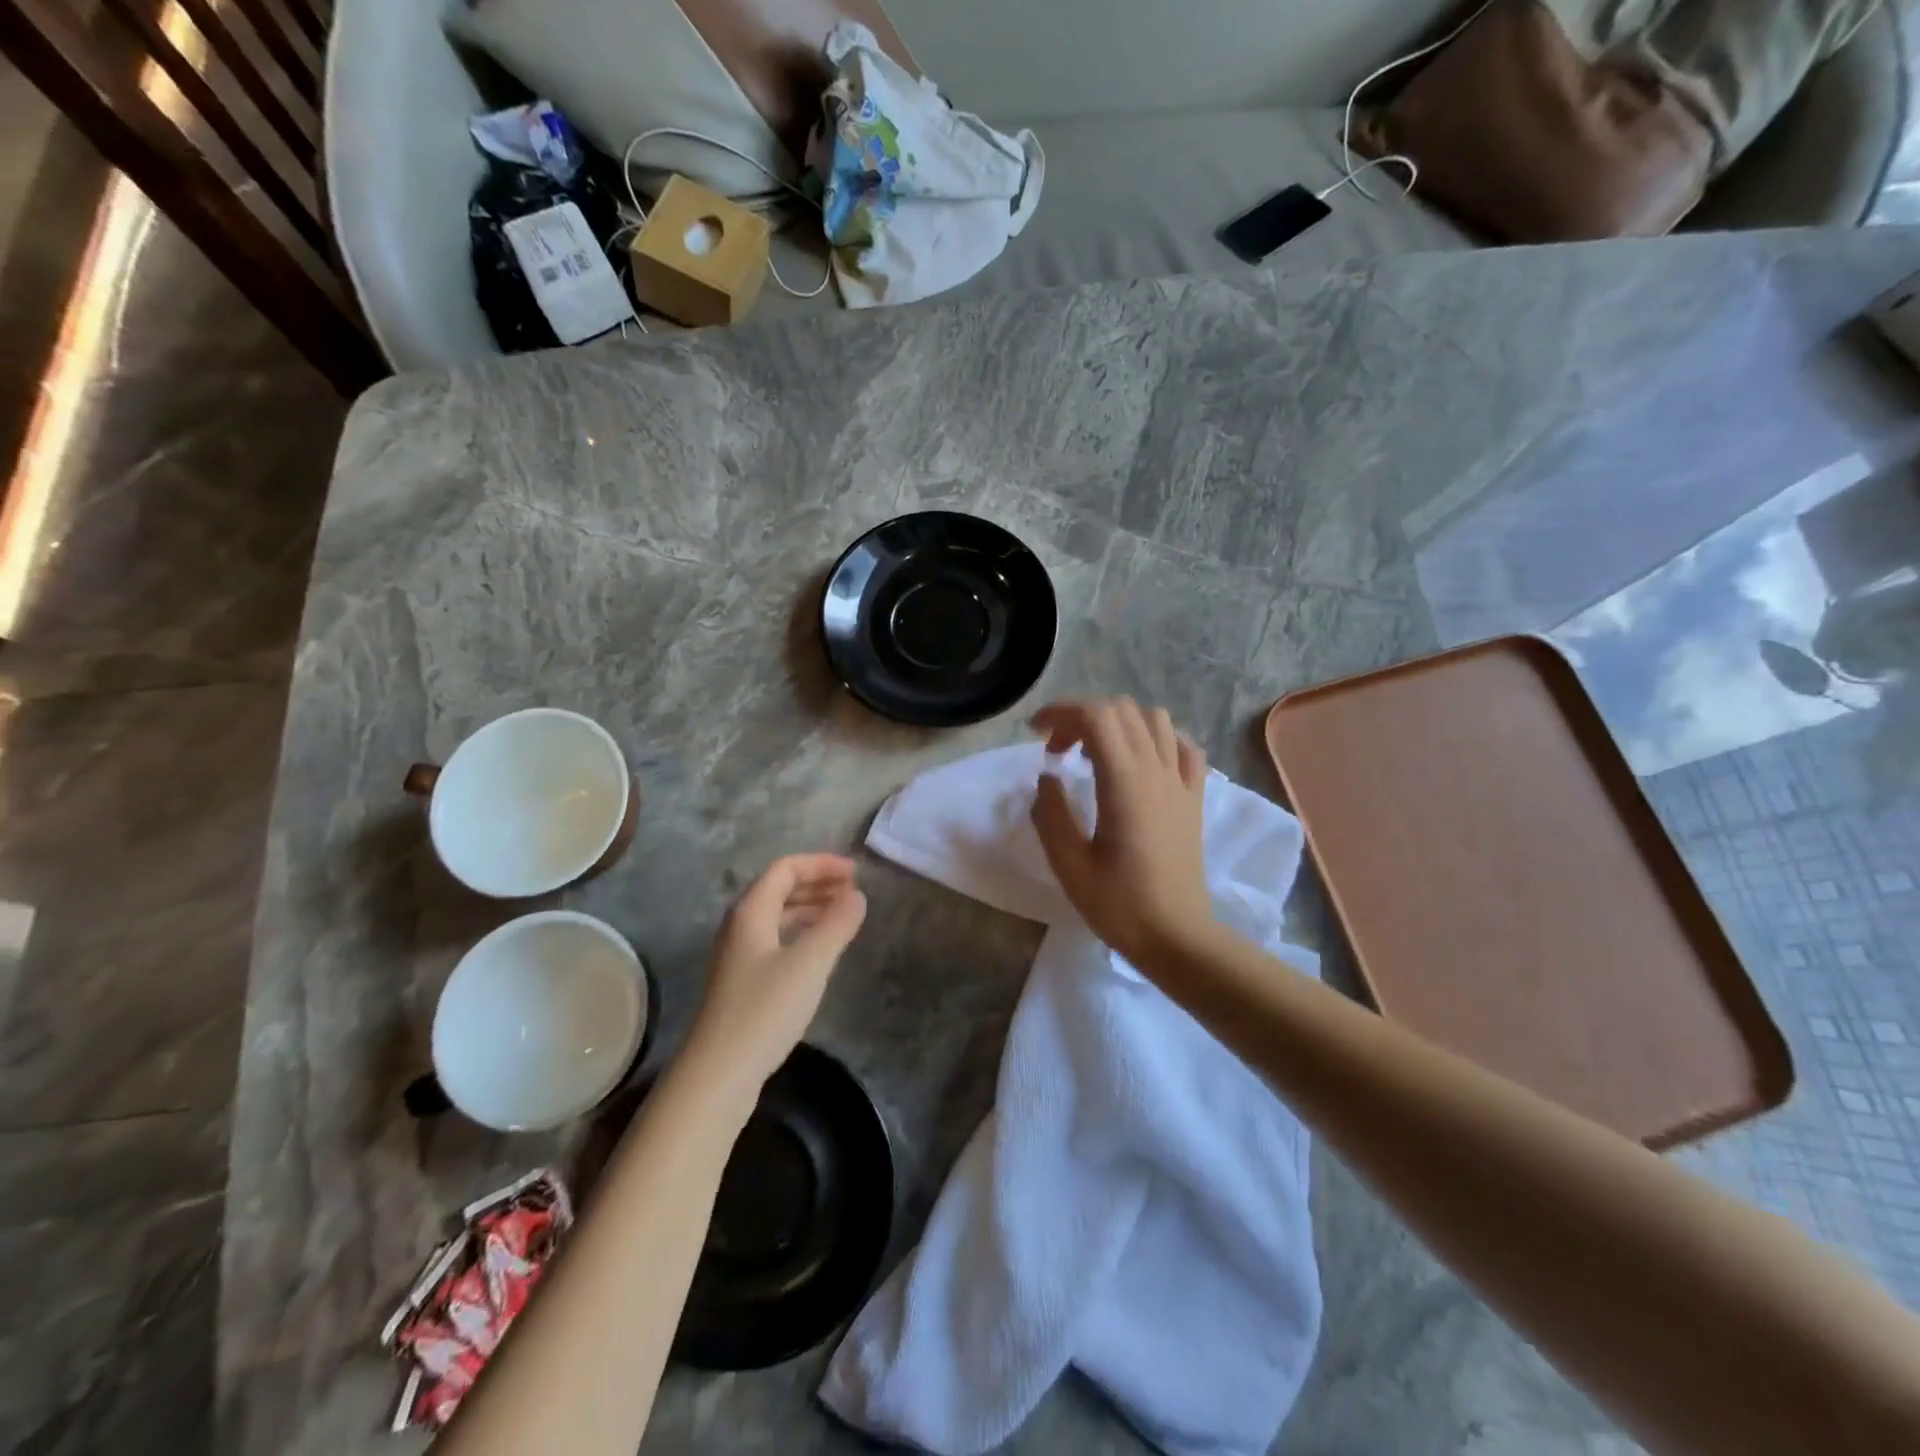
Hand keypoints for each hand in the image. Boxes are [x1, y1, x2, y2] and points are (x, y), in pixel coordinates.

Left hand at [684, 855, 867, 1098]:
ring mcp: (739, 955)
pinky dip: (803, 933)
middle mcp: (740, 926)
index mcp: (750, 912)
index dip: (821, 864)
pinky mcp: (743, 982)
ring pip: (778, 916)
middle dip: (818, 883)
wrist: (718, 1075)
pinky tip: (821, 950)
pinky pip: (777, 939)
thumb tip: (857, 895)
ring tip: (845, 915)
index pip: (785, 869)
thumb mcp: (809, 964)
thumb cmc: (764, 1011)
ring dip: (811, 908)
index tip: (856, 873)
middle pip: (780, 889)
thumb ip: (837, 925)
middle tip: (855, 891)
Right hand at [1029, 698, 1213, 967]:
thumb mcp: (1069, 865)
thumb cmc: (1119, 905)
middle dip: (1081, 717)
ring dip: (1118, 722)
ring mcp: (1180, 782)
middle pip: (1121, 710)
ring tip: (1095, 752)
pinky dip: (1156, 738)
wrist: (1177, 937)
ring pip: (1154, 719)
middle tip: (1058, 753)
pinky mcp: (1193, 797)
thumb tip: (1047, 778)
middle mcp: (1156, 770)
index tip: (1035, 734)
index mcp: (1124, 782)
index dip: (1060, 712)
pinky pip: (1181, 746)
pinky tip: (1139, 762)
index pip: (1095, 716)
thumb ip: (1051, 814)